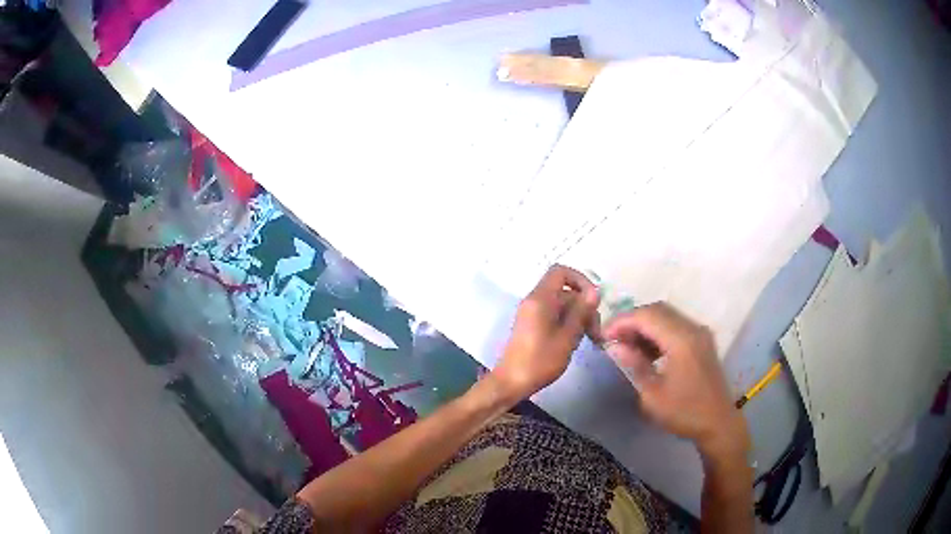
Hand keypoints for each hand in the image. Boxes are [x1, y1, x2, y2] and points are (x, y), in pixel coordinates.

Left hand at [491, 265, 600, 400]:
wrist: (511, 383)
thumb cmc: (539, 361)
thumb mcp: (567, 337)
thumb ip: (581, 312)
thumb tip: (594, 292)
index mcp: (540, 299)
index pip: (560, 272)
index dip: (580, 280)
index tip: (594, 300)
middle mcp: (535, 301)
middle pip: (565, 291)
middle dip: (584, 306)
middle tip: (597, 331)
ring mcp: (533, 313)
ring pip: (563, 305)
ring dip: (579, 318)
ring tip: (592, 339)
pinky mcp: (533, 325)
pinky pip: (555, 316)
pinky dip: (569, 324)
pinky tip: (578, 341)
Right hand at [602, 303, 749, 459]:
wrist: (718, 423)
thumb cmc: (684, 413)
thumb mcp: (653, 395)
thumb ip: (634, 365)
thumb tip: (615, 346)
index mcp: (681, 340)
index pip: (646, 316)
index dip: (621, 321)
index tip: (602, 336)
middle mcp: (693, 329)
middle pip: (657, 310)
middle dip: (632, 320)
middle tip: (613, 340)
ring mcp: (700, 333)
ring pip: (667, 315)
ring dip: (645, 325)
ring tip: (627, 345)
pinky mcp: (702, 340)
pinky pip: (676, 325)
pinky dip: (658, 331)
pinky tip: (647, 350)